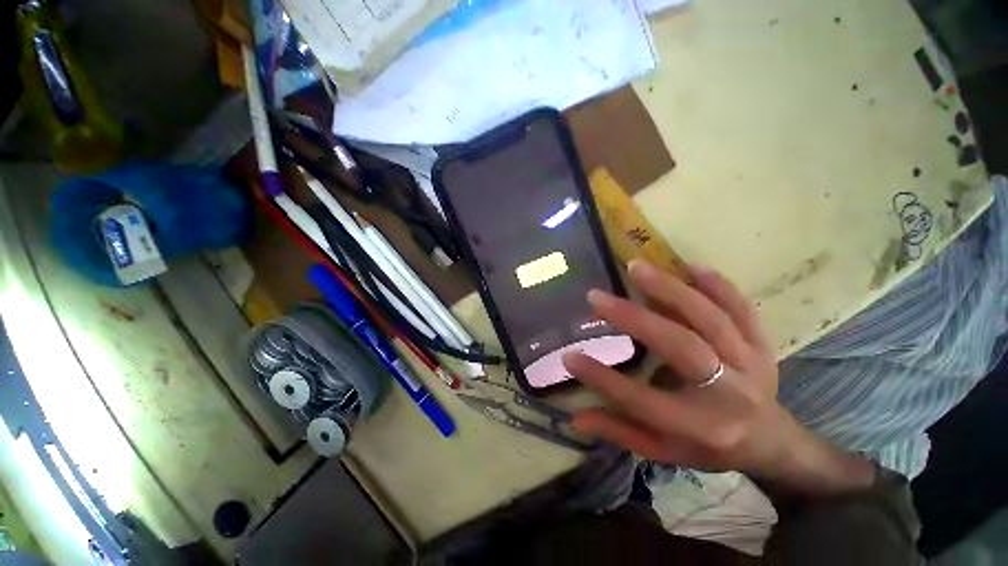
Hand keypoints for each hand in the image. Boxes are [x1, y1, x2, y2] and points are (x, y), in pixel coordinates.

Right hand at [563, 261, 870, 490]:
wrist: (771, 440)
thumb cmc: (708, 446)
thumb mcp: (663, 450)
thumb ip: (619, 432)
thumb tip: (574, 419)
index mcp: (700, 427)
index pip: (640, 400)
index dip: (601, 378)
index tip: (569, 356)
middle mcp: (729, 394)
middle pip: (680, 346)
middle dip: (633, 318)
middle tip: (596, 298)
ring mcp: (751, 362)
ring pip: (710, 318)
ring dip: (670, 289)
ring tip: (635, 267)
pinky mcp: (761, 343)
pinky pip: (742, 307)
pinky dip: (717, 285)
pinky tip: (690, 266)